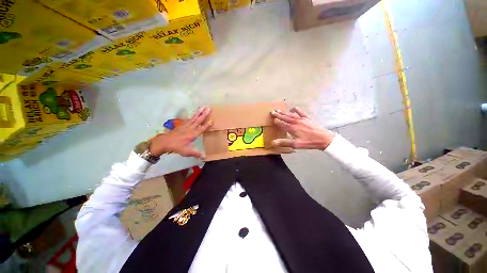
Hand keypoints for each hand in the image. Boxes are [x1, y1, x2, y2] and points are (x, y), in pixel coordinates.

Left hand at [149, 106, 211, 158]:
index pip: (201, 129)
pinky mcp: (182, 125)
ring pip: (194, 117)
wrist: (165, 142)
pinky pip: (189, 118)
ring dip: (199, 112)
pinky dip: (193, 115)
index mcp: (192, 135)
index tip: (212, 120)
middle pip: (198, 120)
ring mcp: (186, 125)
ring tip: (203, 106)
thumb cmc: (177, 147)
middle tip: (209, 108)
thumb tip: (204, 157)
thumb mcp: (187, 152)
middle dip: (204, 114)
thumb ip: (196, 154)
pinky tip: (195, 113)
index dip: (207, 125)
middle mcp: (190, 128)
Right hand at [270, 107, 334, 149]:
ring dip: (284, 112)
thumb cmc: (309, 142)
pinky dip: (295, 109)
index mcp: (291, 128)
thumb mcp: (296, 144)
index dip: (276, 121)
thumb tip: (273, 142)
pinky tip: (292, 108)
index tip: (272, 118)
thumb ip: (284, 142)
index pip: (281, 123)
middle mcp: (295, 122)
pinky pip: (300, 112)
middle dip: (278, 114)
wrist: (324, 138)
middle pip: (285, 117)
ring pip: (290, 114)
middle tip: (272, 111)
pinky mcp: (307, 118)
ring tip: (279, 110)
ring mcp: (301, 119)